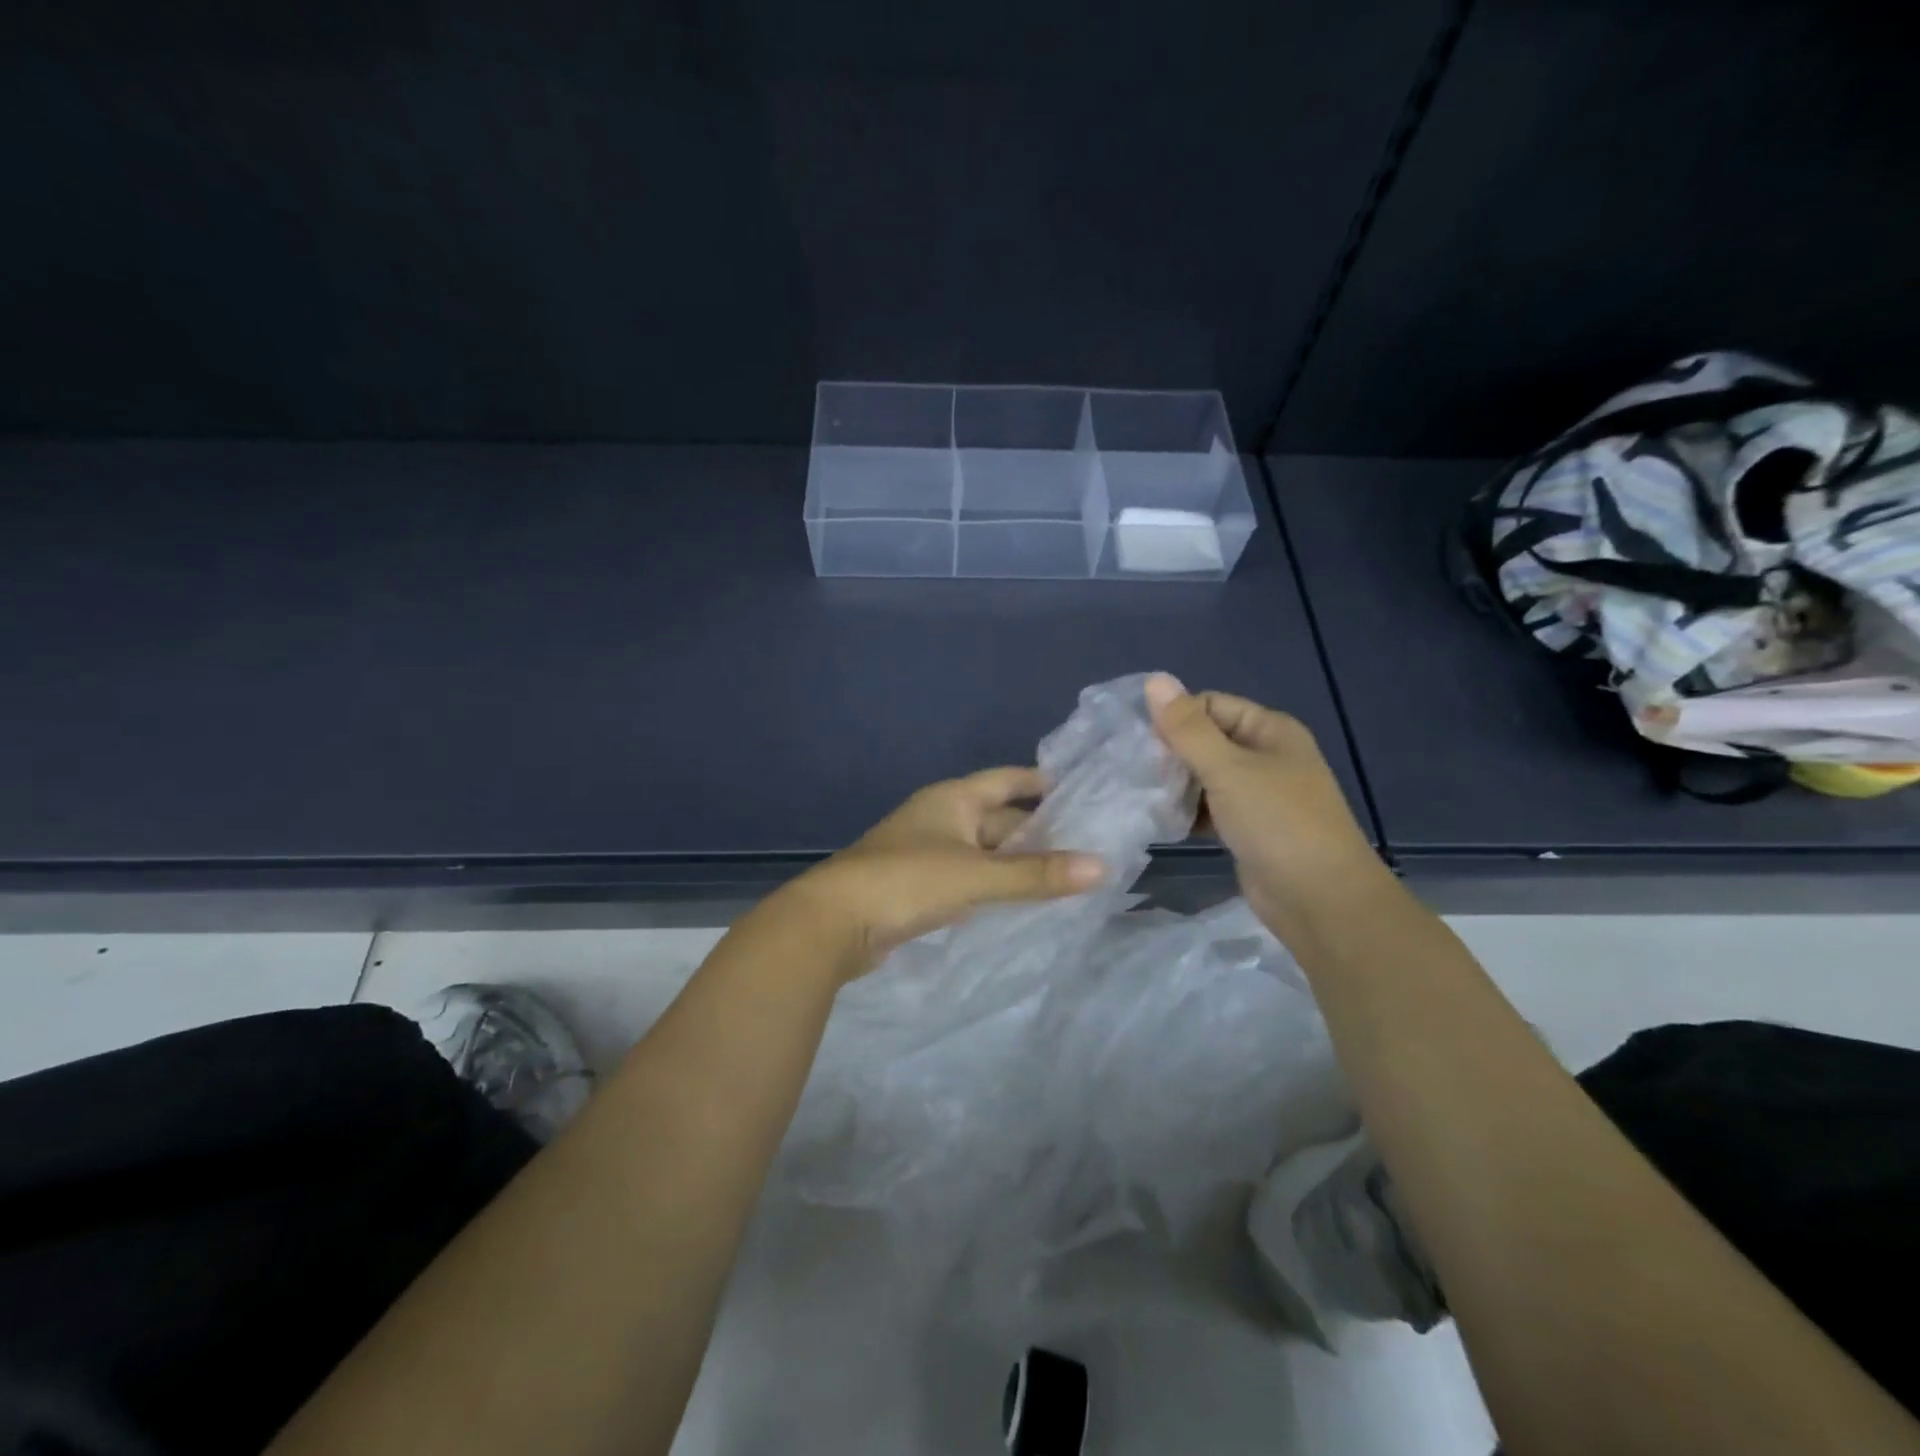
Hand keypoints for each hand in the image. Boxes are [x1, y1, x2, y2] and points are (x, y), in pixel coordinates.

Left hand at [777, 768, 1106, 980]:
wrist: (833, 923)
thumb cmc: (906, 881)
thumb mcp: (976, 875)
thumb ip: (1036, 874)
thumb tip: (1102, 866)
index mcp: (953, 799)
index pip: (1007, 780)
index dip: (1040, 782)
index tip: (1081, 790)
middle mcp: (941, 818)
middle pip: (998, 817)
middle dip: (1038, 829)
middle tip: (1088, 843)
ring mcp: (928, 854)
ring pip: (984, 851)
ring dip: (1017, 861)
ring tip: (1065, 873)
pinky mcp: (920, 888)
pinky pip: (969, 878)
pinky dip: (994, 886)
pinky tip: (1020, 900)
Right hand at [1144, 674, 1384, 936]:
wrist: (1320, 899)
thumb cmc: (1277, 823)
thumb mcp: (1228, 769)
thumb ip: (1187, 728)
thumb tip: (1154, 679)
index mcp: (1270, 730)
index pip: (1210, 705)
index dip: (1176, 719)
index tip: (1143, 745)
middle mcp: (1266, 756)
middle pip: (1206, 741)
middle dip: (1172, 755)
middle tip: (1138, 774)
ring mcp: (1259, 795)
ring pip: (1205, 777)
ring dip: (1177, 786)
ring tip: (1144, 798)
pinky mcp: (1249, 828)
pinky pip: (1210, 809)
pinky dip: (1189, 813)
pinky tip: (1163, 822)